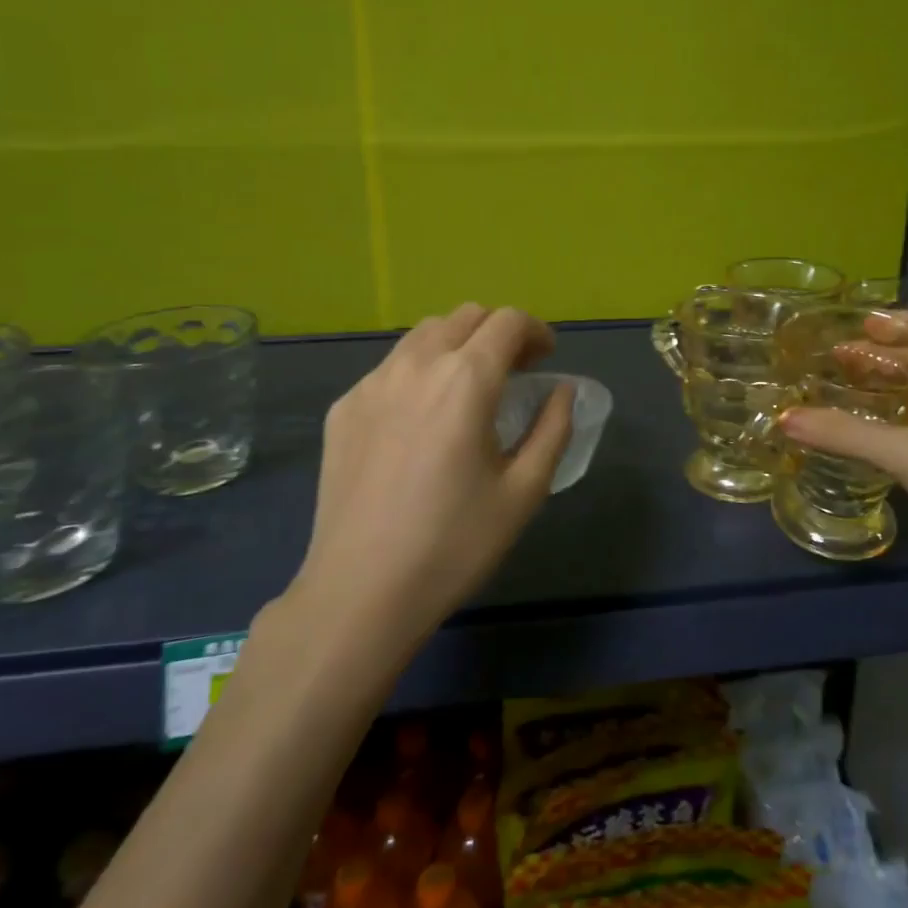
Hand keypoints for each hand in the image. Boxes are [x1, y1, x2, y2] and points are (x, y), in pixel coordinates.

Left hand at [294, 304, 573, 644]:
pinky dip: (419, 372)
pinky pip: (390, 368)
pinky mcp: (344, 408)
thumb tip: (562, 391)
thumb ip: (553, 429)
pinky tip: (422, 419)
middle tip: (514, 372)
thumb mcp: (524, 491)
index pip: (508, 321)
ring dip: (457, 345)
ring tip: (469, 388)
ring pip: (424, 335)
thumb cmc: (454, 544)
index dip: (536, 331)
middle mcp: (416, 365)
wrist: (361, 592)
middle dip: (498, 332)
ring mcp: (372, 384)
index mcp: (466, 380)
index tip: (546, 359)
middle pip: (465, 316)